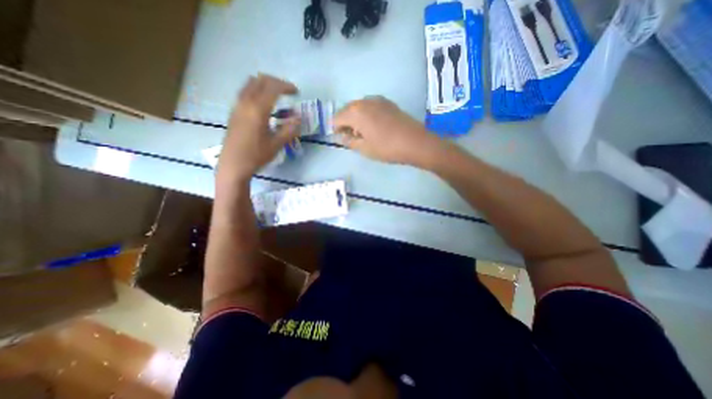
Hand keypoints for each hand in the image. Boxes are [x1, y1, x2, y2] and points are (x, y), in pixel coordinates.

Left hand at [220, 73, 302, 184]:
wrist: (233, 164)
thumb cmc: (256, 155)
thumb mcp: (277, 144)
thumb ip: (289, 129)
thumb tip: (299, 118)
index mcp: (258, 109)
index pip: (273, 88)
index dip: (286, 87)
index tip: (297, 92)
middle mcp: (246, 102)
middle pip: (260, 80)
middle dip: (276, 82)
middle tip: (287, 91)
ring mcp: (237, 106)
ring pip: (250, 84)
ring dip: (265, 85)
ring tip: (277, 96)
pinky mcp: (234, 112)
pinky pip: (245, 92)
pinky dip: (257, 91)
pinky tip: (264, 106)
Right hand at [334, 97, 442, 168]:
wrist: (415, 142)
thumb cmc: (387, 148)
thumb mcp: (364, 149)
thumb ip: (349, 141)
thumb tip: (342, 136)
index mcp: (355, 112)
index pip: (336, 119)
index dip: (336, 130)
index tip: (343, 140)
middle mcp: (364, 101)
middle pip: (347, 111)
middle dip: (346, 124)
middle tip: (354, 138)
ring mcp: (377, 100)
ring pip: (359, 108)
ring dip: (357, 119)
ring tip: (365, 134)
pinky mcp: (387, 102)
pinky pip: (370, 107)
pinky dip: (367, 115)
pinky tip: (375, 127)